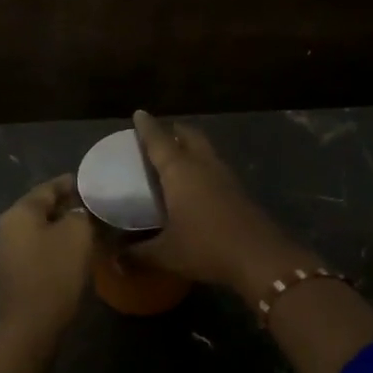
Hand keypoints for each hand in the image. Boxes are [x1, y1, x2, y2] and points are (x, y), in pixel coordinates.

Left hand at [0, 174, 93, 340]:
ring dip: (61, 227)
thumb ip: (82, 214)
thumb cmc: (54, 273)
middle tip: (93, 206)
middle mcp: (6, 227)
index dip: (71, 184)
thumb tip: (80, 212)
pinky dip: (54, 245)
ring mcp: (6, 252)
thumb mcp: (78, 234)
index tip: (91, 183)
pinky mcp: (12, 273)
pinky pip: (36, 249)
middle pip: (40, 208)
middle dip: (67, 206)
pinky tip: (72, 252)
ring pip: (39, 230)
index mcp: (19, 212)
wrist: (31, 325)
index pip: (48, 188)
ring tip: (87, 228)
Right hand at [129, 110, 307, 296]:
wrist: (259, 257)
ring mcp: (225, 176)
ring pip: (206, 150)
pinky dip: (203, 166)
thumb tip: (114, 259)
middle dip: (174, 130)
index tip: (139, 113)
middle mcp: (203, 165)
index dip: (147, 127)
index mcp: (179, 171)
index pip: (159, 141)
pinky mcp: (239, 191)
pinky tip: (197, 184)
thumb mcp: (165, 253)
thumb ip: (137, 254)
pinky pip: (216, 167)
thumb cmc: (205, 247)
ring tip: (177, 156)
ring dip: (191, 147)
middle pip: (189, 136)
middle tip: (161, 134)